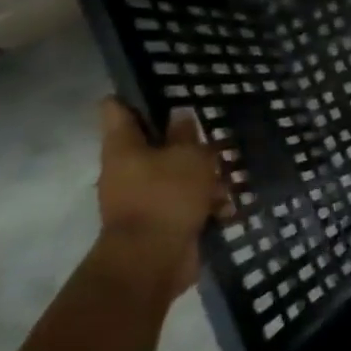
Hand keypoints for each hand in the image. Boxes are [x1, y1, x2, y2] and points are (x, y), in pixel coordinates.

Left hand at [94, 99, 224, 297]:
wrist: (152, 261)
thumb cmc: (166, 196)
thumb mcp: (187, 156)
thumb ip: (186, 134)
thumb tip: (179, 115)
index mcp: (123, 146)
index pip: (116, 109)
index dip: (135, 96)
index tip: (162, 89)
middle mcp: (126, 169)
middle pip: (154, 143)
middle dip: (186, 141)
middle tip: (215, 134)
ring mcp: (141, 197)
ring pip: (176, 174)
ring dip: (204, 176)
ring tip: (234, 176)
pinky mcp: (160, 221)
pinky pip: (184, 204)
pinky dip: (205, 204)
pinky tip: (229, 207)